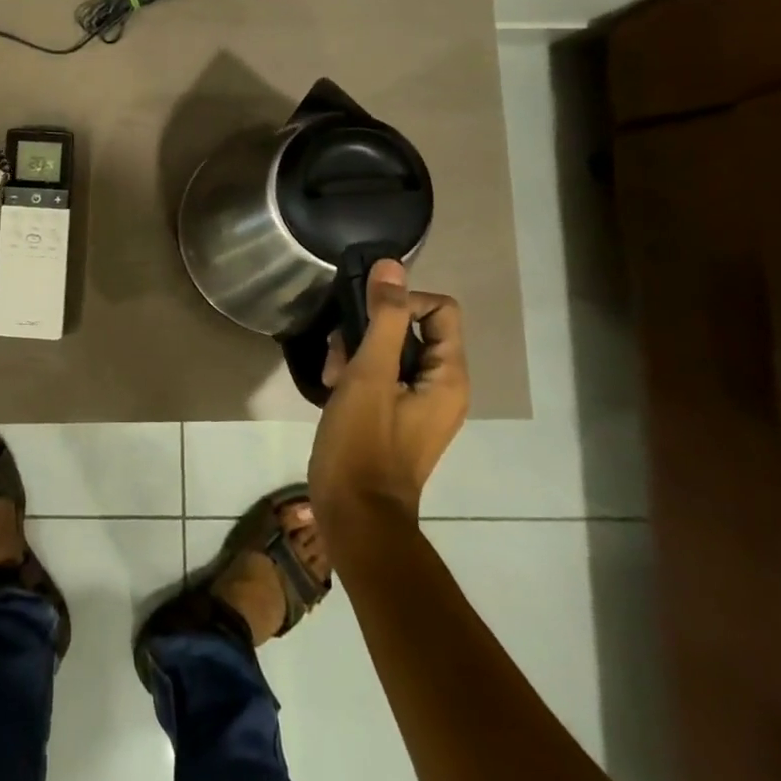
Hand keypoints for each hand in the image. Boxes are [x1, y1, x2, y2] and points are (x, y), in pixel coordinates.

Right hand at [308, 258, 468, 523]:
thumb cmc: (364, 443)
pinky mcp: (395, 417)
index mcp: (448, 376)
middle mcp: (442, 387)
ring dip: (357, 351)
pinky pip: (382, 376)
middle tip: (340, 351)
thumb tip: (391, 266)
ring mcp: (419, 404)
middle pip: (412, 328)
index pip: (440, 309)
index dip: (402, 301)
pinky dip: (357, 374)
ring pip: (391, 351)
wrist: (355, 514)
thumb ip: (383, 318)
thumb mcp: (370, 374)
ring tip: (332, 373)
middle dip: (371, 329)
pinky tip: (332, 388)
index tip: (364, 317)